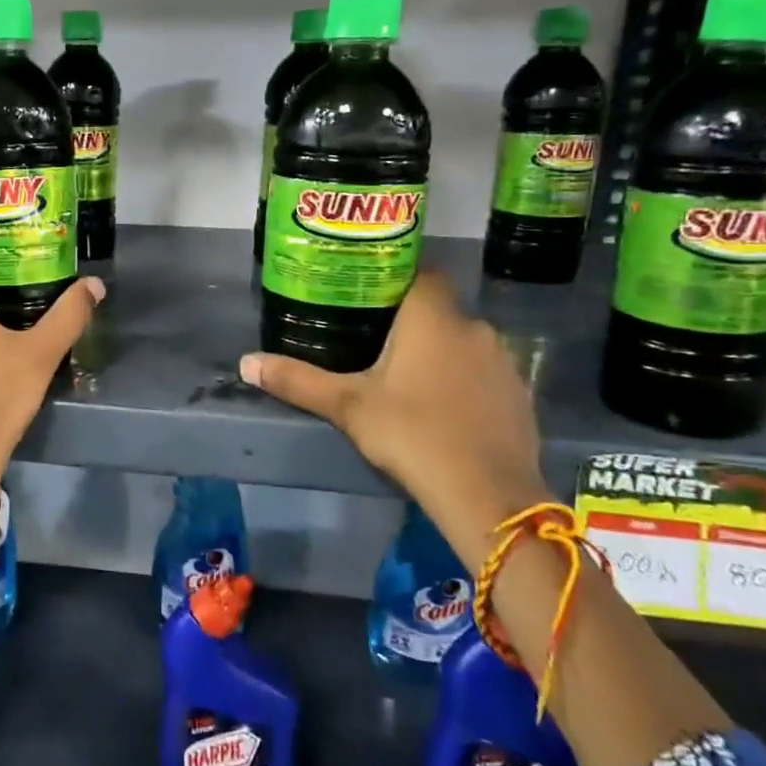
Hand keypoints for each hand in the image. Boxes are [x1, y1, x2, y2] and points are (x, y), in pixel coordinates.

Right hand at [238, 271, 545, 566]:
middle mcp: (473, 328)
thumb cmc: (411, 434)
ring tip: (406, 376)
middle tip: (373, 339)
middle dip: (410, 321)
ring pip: (463, 342)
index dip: (396, 276)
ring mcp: (503, 362)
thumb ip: (298, 380)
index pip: (421, 272)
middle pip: (439, 309)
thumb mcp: (347, 406)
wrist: (487, 494)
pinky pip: (484, 373)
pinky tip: (443, 408)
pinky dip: (464, 380)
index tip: (368, 292)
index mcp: (432, 318)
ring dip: (439, 351)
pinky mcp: (519, 395)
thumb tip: (246, 363)